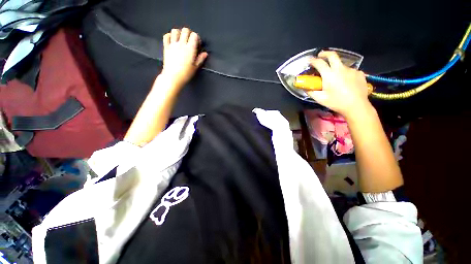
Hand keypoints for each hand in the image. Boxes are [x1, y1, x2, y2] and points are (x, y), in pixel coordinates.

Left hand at [160, 28, 207, 88]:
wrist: (173, 77)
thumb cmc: (186, 73)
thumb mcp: (195, 67)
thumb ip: (200, 59)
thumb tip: (205, 53)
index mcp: (190, 49)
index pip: (194, 35)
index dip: (197, 38)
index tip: (197, 44)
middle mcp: (181, 44)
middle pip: (185, 30)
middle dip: (189, 33)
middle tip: (190, 41)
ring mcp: (172, 44)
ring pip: (175, 30)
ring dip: (179, 33)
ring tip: (181, 39)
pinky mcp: (166, 47)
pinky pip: (166, 36)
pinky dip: (170, 35)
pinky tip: (173, 40)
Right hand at [307, 51, 371, 118]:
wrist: (357, 106)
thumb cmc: (336, 102)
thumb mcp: (320, 99)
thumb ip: (311, 92)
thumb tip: (305, 88)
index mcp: (329, 75)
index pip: (319, 63)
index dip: (313, 61)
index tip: (309, 61)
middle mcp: (341, 69)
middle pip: (332, 55)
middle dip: (325, 53)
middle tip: (320, 56)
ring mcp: (352, 70)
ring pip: (341, 65)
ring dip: (335, 68)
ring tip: (334, 78)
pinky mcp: (359, 73)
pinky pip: (349, 71)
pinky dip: (345, 74)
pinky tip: (345, 82)